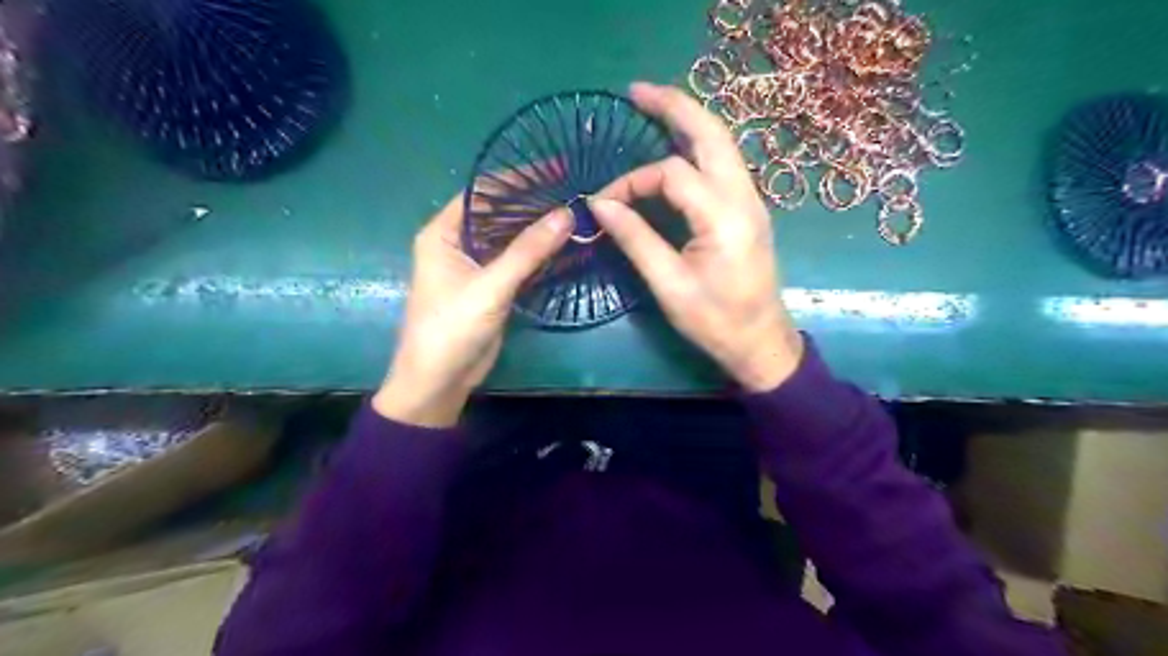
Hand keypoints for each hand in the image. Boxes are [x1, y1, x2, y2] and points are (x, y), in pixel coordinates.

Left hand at [377, 195, 573, 425]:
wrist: (440, 381)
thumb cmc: (451, 328)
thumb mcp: (489, 287)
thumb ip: (527, 251)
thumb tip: (566, 213)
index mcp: (444, 233)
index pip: (482, 192)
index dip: (517, 178)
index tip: (554, 169)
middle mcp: (458, 243)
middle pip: (500, 213)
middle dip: (533, 202)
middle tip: (573, 190)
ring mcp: (477, 266)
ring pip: (512, 238)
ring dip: (539, 228)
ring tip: (577, 212)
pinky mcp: (492, 287)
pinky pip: (518, 261)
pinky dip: (540, 254)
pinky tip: (566, 245)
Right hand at [594, 78, 804, 387]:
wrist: (761, 342)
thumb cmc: (714, 321)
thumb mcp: (668, 285)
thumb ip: (635, 239)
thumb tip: (600, 203)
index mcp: (724, 218)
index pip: (671, 174)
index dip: (632, 181)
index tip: (604, 204)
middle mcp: (744, 198)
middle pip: (710, 134)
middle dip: (673, 106)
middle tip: (635, 91)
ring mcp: (751, 201)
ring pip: (721, 143)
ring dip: (688, 119)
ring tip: (653, 104)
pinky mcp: (748, 209)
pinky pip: (723, 162)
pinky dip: (698, 144)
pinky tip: (677, 142)